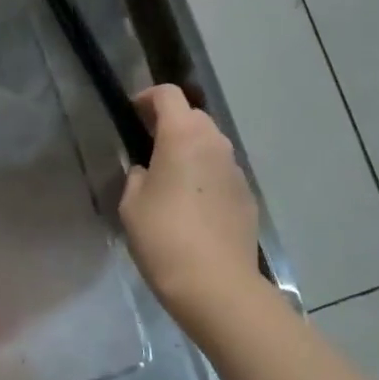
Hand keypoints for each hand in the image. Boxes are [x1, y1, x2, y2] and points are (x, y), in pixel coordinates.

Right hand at [119, 85, 259, 324]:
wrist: (217, 285)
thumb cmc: (164, 237)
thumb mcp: (131, 203)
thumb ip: (138, 175)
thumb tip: (149, 171)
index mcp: (182, 135)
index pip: (168, 94)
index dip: (147, 97)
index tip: (132, 114)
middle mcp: (214, 143)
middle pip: (193, 116)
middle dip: (170, 123)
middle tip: (148, 148)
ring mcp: (235, 169)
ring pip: (210, 145)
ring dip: (190, 150)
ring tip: (170, 180)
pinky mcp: (247, 195)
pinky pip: (221, 173)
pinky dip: (206, 177)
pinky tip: (192, 208)